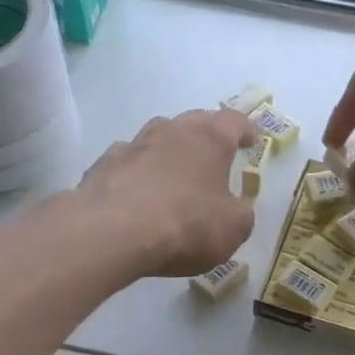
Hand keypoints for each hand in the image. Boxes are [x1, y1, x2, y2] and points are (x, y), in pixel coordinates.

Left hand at [72, 109, 256, 277]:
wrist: (114, 233)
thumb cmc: (187, 225)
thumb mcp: (233, 228)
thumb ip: (240, 212)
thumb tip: (236, 206)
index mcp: (210, 139)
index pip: (234, 121)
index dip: (246, 130)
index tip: (251, 140)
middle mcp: (172, 131)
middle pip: (194, 122)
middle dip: (207, 136)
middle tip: (215, 154)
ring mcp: (133, 145)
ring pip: (158, 137)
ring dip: (169, 150)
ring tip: (175, 172)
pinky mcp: (103, 165)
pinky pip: (128, 161)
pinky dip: (138, 172)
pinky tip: (138, 192)